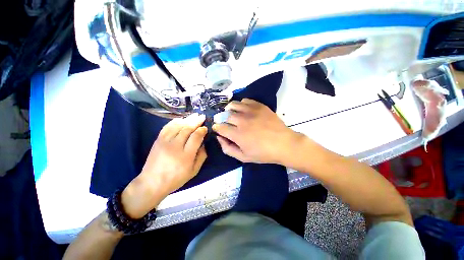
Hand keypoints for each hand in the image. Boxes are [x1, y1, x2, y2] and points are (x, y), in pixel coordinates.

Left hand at [121, 114, 207, 218]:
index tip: (205, 128)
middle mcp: (175, 146)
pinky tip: (181, 119)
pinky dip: (175, 121)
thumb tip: (203, 144)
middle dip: (196, 121)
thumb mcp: (194, 171)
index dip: (202, 130)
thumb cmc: (176, 178)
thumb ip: (201, 157)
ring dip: (187, 119)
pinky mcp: (158, 140)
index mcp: (186, 155)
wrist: (152, 182)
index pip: (196, 137)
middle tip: (202, 116)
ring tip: (194, 115)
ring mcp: (165, 142)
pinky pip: (167, 127)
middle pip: (187, 129)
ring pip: (178, 126)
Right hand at [212, 99, 303, 163]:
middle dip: (221, 118)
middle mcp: (242, 121)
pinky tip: (243, 109)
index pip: (220, 127)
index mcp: (238, 135)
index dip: (216, 127)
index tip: (217, 128)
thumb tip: (219, 138)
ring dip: (229, 109)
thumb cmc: (263, 153)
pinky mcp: (260, 106)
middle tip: (223, 121)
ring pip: (233, 105)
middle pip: (225, 115)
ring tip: (230, 113)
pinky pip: (245, 100)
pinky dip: (241, 104)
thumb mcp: (243, 157)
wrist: (284, 144)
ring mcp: (251, 112)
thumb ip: (228, 149)